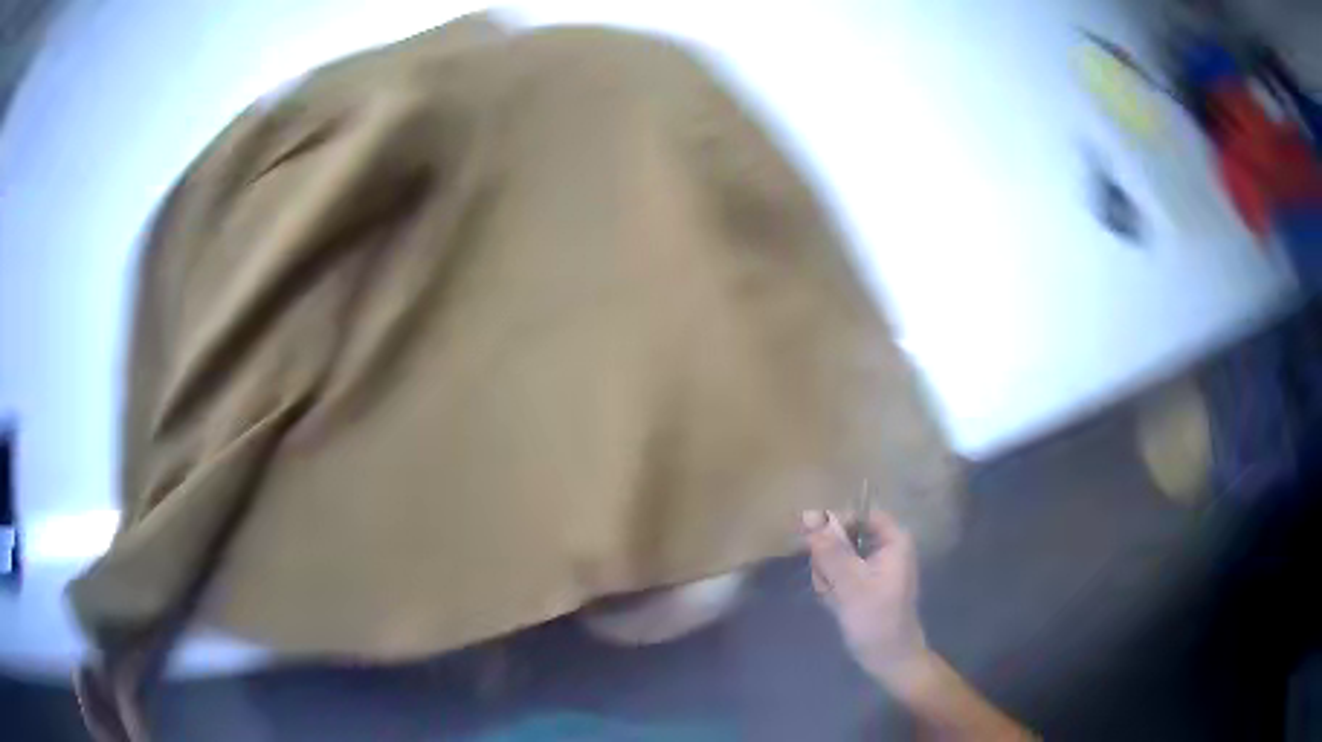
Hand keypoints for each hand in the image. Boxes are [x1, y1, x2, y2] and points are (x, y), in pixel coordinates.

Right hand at [802, 509, 928, 684]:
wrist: (888, 660)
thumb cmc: (877, 622)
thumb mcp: (852, 586)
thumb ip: (831, 552)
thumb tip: (809, 517)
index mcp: (893, 540)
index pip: (859, 514)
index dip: (835, 523)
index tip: (811, 540)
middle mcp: (885, 547)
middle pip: (844, 535)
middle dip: (829, 560)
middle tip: (829, 583)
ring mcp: (872, 566)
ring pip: (835, 556)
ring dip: (827, 576)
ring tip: (834, 598)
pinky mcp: (862, 583)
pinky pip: (835, 573)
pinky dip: (830, 587)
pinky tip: (835, 605)